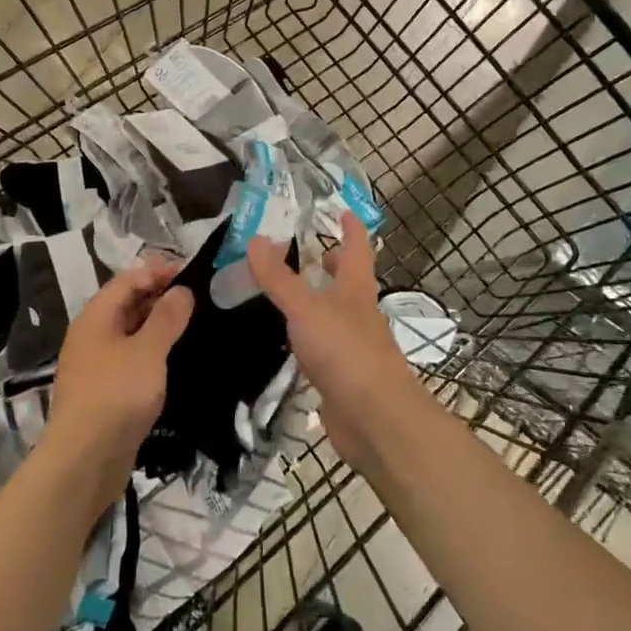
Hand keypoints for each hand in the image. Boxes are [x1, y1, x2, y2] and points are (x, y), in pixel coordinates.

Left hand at [46, 258, 194, 510]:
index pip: (127, 280)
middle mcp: (92, 336)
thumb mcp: (147, 351)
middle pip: (127, 305)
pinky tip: (176, 361)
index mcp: (96, 318)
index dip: (157, 272)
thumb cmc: (116, 395)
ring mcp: (97, 365)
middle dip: (160, 298)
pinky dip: (153, 354)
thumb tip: (182, 290)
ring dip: (158, 327)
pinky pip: (131, 361)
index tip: (192, 273)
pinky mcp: (105, 392)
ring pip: (130, 335)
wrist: (85, 461)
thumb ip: (166, 318)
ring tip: (195, 326)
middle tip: (200, 299)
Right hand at [246, 213, 426, 473]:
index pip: (357, 249)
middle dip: (333, 265)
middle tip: (308, 252)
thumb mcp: (306, 308)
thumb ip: (279, 278)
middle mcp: (358, 315)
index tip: (343, 210)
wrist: (375, 420)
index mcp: (356, 290)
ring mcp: (352, 348)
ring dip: (316, 302)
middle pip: (348, 282)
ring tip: (284, 293)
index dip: (352, 229)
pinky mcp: (341, 378)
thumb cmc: (346, 352)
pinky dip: (306, 338)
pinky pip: (321, 348)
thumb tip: (255, 238)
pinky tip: (285, 341)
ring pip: (333, 315)